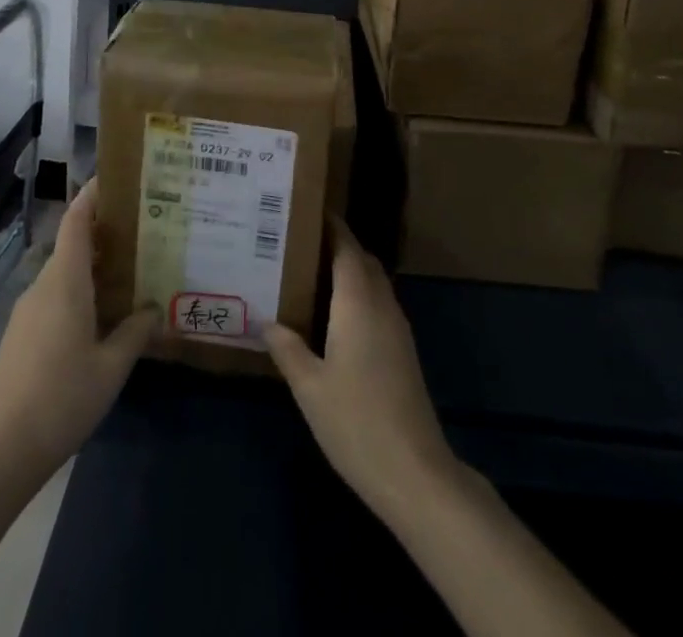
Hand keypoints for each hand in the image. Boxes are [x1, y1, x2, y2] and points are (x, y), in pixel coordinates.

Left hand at [0, 178, 154, 473]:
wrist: (0, 449)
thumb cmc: (62, 398)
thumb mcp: (111, 368)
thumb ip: (135, 333)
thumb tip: (154, 309)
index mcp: (65, 281)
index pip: (75, 221)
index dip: (92, 196)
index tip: (114, 179)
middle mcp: (43, 286)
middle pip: (72, 244)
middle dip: (103, 233)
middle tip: (141, 232)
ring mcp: (28, 310)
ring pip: (63, 272)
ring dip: (92, 266)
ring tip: (128, 273)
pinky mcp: (21, 334)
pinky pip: (54, 296)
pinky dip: (78, 291)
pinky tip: (99, 315)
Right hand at [265, 220, 459, 521]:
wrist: (414, 472)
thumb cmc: (356, 422)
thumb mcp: (309, 387)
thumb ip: (288, 349)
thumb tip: (268, 322)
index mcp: (358, 302)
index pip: (347, 248)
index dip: (332, 226)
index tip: (308, 210)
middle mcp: (382, 305)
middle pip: (363, 260)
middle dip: (338, 245)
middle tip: (301, 243)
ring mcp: (397, 329)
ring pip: (374, 282)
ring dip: (349, 271)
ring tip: (311, 275)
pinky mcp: (403, 351)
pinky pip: (379, 304)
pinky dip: (358, 295)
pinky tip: (335, 318)